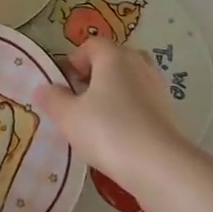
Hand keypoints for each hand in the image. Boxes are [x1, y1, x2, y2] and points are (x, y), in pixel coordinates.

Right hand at [35, 38, 189, 188]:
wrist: (161, 166)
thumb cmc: (108, 131)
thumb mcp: (68, 116)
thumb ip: (53, 98)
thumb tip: (44, 88)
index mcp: (114, 56)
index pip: (90, 45)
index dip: (73, 61)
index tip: (62, 85)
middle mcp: (139, 64)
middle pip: (112, 60)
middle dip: (93, 76)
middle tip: (78, 100)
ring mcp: (157, 87)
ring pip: (128, 82)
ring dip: (111, 94)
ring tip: (96, 121)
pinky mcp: (169, 112)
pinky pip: (141, 102)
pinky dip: (128, 111)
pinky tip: (118, 136)